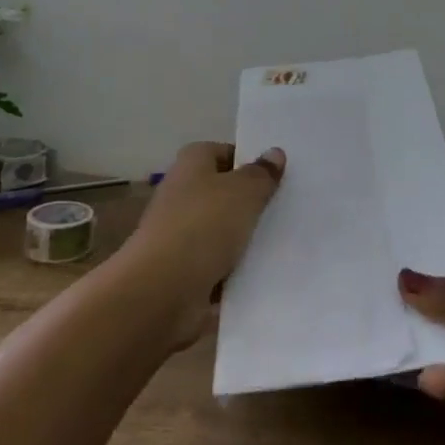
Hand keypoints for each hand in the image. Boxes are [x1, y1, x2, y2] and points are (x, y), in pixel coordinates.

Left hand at [120, 141, 284, 347]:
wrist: (160, 292)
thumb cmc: (203, 227)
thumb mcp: (244, 192)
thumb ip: (261, 174)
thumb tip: (274, 153)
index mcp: (191, 164)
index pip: (223, 152)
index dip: (248, 162)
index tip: (276, 176)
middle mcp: (181, 193)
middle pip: (222, 192)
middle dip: (250, 202)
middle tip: (284, 208)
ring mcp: (178, 234)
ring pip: (221, 230)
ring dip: (243, 239)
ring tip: (280, 242)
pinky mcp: (181, 270)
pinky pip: (216, 263)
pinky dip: (233, 269)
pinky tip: (260, 273)